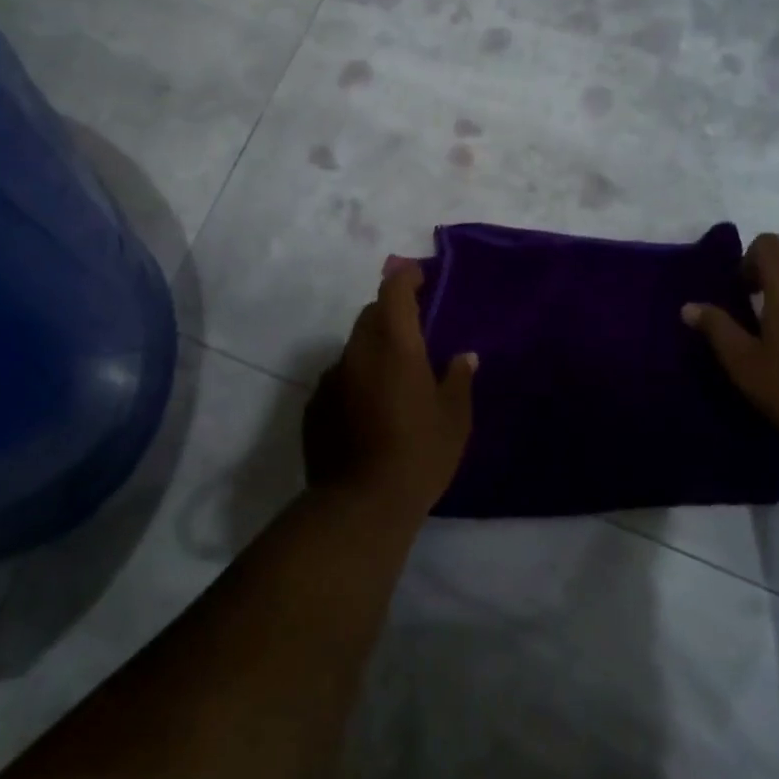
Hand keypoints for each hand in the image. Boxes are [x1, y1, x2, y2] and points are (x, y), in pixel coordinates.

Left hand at [303, 260, 476, 520]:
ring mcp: (331, 378)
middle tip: (414, 331)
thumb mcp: (454, 419)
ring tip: (393, 376)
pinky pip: (339, 377)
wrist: (360, 504)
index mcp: (394, 345)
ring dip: (373, 348)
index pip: (393, 291)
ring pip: (354, 347)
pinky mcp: (314, 405)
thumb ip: (458, 380)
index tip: (418, 275)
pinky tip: (368, 408)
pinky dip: (355, 378)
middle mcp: (358, 352)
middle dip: (391, 313)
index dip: (405, 276)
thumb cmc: (419, 454)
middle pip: (371, 315)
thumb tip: (464, 357)